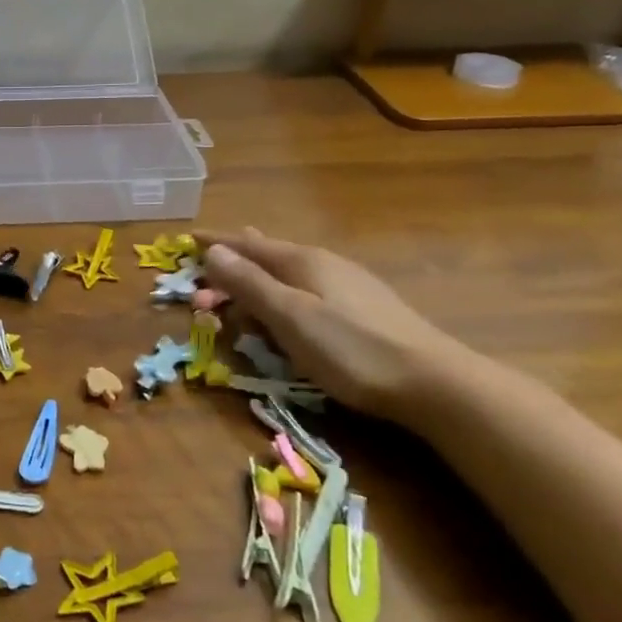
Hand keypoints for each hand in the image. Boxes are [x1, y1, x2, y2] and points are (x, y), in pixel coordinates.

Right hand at [198, 227, 471, 423]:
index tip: (188, 239)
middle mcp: (322, 264)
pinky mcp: (360, 309)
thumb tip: (213, 250)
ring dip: (254, 285)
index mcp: (301, 261)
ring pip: (285, 275)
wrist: (433, 383)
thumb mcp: (290, 316)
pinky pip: (303, 290)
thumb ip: (249, 283)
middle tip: (205, 294)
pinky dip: (279, 296)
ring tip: (237, 295)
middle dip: (231, 269)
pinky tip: (285, 308)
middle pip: (265, 258)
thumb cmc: (351, 349)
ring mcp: (345, 285)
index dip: (216, 243)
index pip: (246, 244)